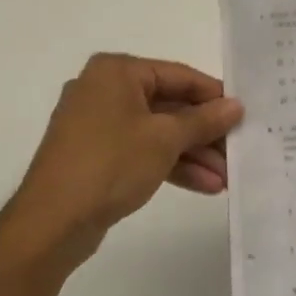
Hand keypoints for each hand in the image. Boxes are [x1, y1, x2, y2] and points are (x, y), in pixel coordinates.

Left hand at [9, 53, 242, 260]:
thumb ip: (204, 120)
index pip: (179, 76)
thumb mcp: (166, 139)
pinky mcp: (96, 155)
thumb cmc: (110, 164)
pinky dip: (170, 165)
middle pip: (169, 105)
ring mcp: (97, 124)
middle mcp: (104, 90)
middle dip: (205, 133)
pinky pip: (142, 151)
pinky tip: (204, 186)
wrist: (51, 223)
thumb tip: (236, 106)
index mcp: (117, 72)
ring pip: (157, 132)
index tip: (244, 115)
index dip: (214, 96)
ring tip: (226, 178)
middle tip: (237, 151)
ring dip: (193, 154)